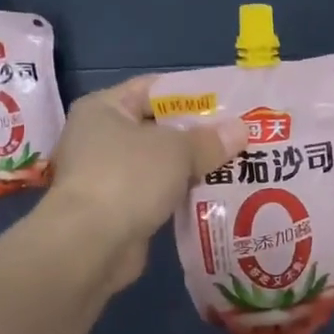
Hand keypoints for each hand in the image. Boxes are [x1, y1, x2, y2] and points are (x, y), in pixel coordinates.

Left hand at [42, 77, 247, 289]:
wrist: (91, 244)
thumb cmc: (128, 178)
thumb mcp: (176, 150)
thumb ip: (209, 140)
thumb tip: (241, 130)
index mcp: (104, 108)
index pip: (154, 89)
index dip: (193, 93)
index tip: (230, 101)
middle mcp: (101, 137)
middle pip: (160, 127)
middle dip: (200, 133)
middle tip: (241, 135)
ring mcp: (108, 175)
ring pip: (162, 163)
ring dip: (195, 166)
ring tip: (239, 164)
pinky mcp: (120, 209)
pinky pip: (160, 193)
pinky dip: (184, 194)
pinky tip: (218, 194)